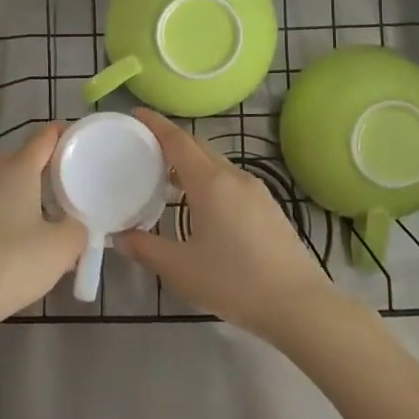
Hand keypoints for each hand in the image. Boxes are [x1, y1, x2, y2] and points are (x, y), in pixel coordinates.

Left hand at [0, 122, 84, 329]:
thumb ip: (79, 228)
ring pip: (12, 181)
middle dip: (51, 163)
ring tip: (59, 209)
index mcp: (18, 168)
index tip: (88, 143)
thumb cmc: (14, 262)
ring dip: (34, 189)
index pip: (45, 136)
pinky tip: (34, 235)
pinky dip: (20, 209)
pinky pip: (1, 203)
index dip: (67, 134)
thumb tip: (78, 224)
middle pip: (26, 156)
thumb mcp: (63, 247)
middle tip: (76, 179)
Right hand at [115, 108, 335, 340]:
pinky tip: (201, 205)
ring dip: (190, 162)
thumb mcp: (180, 269)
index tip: (136, 114)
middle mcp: (233, 176)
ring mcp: (255, 190)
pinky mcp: (268, 206)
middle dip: (170, 141)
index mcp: (209, 182)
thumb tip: (119, 236)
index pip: (177, 140)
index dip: (155, 124)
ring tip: (167, 179)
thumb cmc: (234, 281)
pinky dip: (209, 178)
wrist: (298, 304)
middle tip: (144, 149)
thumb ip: (145, 249)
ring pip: (215, 163)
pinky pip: (230, 179)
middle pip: (197, 146)